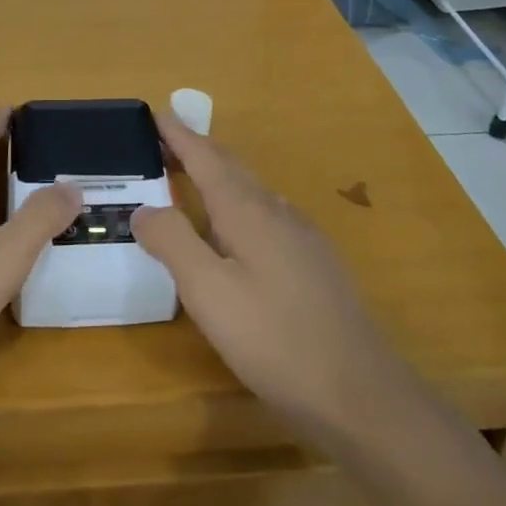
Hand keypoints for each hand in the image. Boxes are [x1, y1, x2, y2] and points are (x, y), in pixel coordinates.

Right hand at [132, 114, 410, 442]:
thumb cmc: (274, 339)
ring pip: (252, 191)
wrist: (361, 392)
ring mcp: (302, 236)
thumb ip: (173, 243)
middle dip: (197, 150)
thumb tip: (144, 208)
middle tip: (164, 141)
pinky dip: (240, 204)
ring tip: (193, 180)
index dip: (179, 135)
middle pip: (231, 167)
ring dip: (219, 176)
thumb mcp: (209, 293)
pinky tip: (240, 230)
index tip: (157, 112)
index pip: (205, 158)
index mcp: (247, 211)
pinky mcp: (316, 262)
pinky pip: (268, 214)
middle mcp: (276, 211)